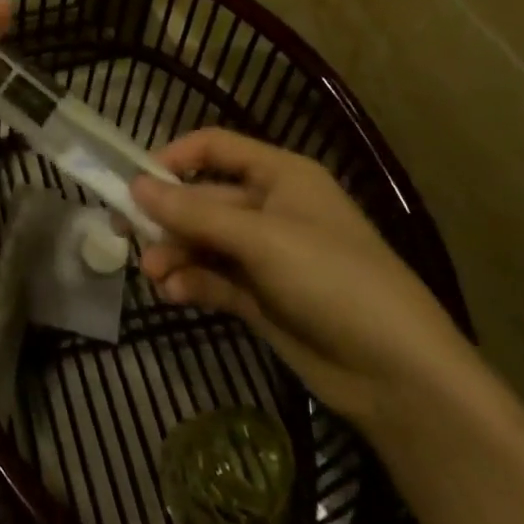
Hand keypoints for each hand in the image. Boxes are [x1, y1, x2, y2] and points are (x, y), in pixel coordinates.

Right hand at [132, 128, 481, 426]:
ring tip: (153, 277)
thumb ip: (194, 214)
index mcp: (280, 175)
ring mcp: (266, 256)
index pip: (216, 148)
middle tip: (125, 235)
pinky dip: (192, 283)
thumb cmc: (333, 280)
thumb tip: (135, 186)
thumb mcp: (261, 240)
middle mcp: (270, 208)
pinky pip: (214, 278)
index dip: (174, 158)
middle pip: (203, 200)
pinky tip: (174, 294)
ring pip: (203, 242)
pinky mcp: (261, 298)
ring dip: (174, 255)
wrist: (397, 374)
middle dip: (167, 219)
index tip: (136, 181)